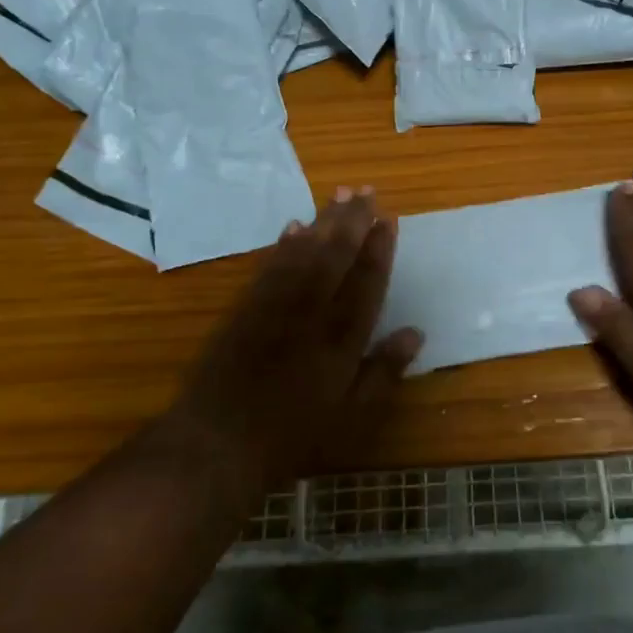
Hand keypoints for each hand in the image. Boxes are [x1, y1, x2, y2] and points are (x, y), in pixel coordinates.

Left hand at [165, 188, 421, 497]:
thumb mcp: (351, 417)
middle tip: (365, 189)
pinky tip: (294, 225)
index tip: (389, 218)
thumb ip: (384, 373)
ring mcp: (275, 307)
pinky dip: (284, 243)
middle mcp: (311, 312)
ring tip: (338, 194)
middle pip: (335, 256)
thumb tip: (415, 332)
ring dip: (323, 221)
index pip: (366, 282)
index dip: (379, 248)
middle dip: (353, 221)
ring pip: (304, 253)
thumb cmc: (292, 437)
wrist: (216, 443)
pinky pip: (270, 266)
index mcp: (342, 339)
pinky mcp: (245, 309)